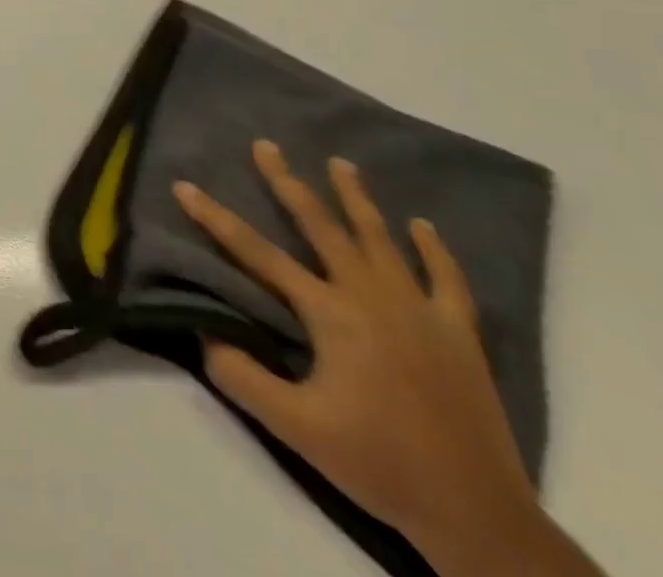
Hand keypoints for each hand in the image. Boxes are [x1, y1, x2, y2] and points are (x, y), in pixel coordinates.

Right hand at [174, 141, 548, 574]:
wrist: (477, 517)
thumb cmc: (379, 465)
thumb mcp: (295, 428)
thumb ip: (241, 376)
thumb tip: (203, 332)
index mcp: (330, 312)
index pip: (257, 254)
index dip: (216, 218)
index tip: (185, 186)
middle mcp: (370, 294)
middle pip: (320, 225)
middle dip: (288, 182)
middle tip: (266, 146)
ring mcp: (419, 309)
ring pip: (380, 238)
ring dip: (356, 197)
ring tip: (340, 162)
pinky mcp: (458, 333)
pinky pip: (446, 279)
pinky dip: (433, 249)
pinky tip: (422, 226)